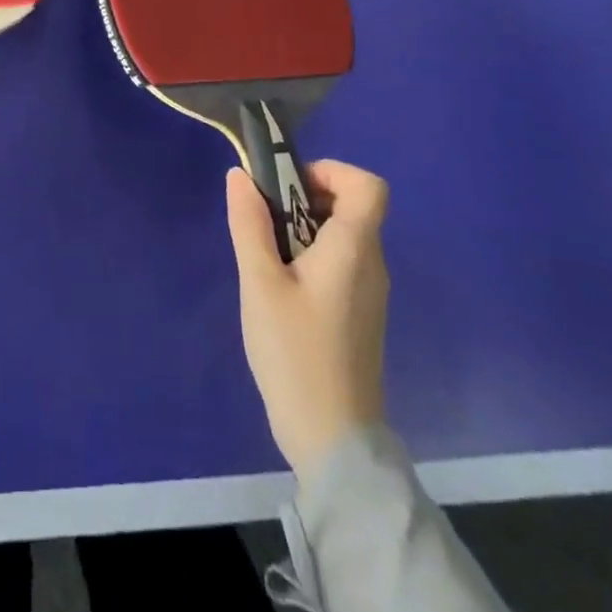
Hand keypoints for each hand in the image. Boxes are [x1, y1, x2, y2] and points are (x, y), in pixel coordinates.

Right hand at [226, 160, 388, 478]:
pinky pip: (340, 263)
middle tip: (264, 222)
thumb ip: (249, 224)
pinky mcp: (360, 314)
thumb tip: (241, 175)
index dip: (330, 171)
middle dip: (304, 198)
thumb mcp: (260, 283)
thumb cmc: (295, 353)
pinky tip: (281, 289)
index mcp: (354, 248)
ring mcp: (369, 292)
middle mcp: (371, 263)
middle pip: (350, 206)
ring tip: (266, 258)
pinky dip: (311, 256)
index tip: (288, 186)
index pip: (368, 185)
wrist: (333, 440)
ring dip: (303, 229)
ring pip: (342, 235)